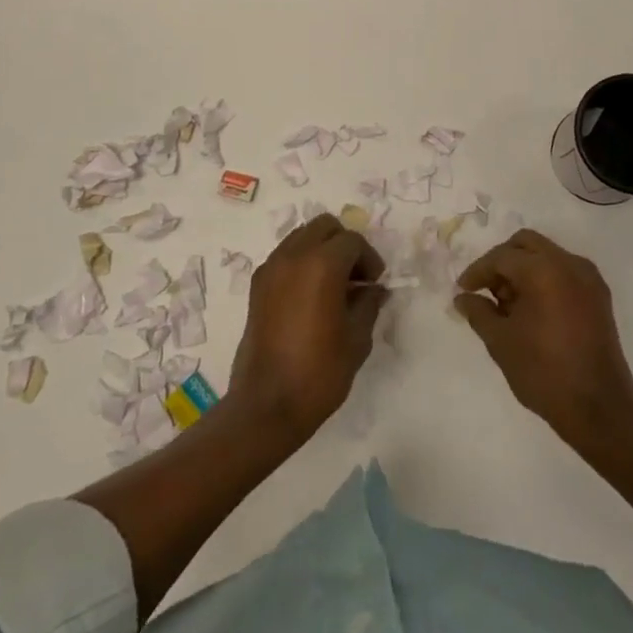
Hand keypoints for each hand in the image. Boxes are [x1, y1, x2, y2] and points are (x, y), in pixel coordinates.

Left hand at [229, 214, 385, 442]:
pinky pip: (285, 256)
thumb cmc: (319, 372)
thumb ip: (368, 304)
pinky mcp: (257, 285)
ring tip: (333, 286)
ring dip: (321, 250)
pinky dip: (301, 262)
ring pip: (302, 236)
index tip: (375, 284)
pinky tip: (311, 296)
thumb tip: (374, 289)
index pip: (352, 241)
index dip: (369, 259)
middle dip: (344, 245)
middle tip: (356, 277)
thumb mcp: (357, 338)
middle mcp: (293, 256)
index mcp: (321, 264)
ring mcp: (271, 268)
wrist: (267, 404)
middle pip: (324, 227)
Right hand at [455, 231, 632, 449]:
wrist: (598, 408)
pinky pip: (564, 272)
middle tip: (486, 289)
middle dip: (502, 261)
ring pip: (547, 255)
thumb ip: (478, 312)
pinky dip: (544, 279)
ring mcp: (588, 278)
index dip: (478, 271)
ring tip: (507, 304)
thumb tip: (463, 298)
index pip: (502, 257)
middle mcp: (569, 263)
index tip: (462, 290)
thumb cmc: (543, 372)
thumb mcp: (500, 341)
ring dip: (523, 269)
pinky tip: (532, 309)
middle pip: (526, 244)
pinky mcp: (599, 296)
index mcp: (544, 270)